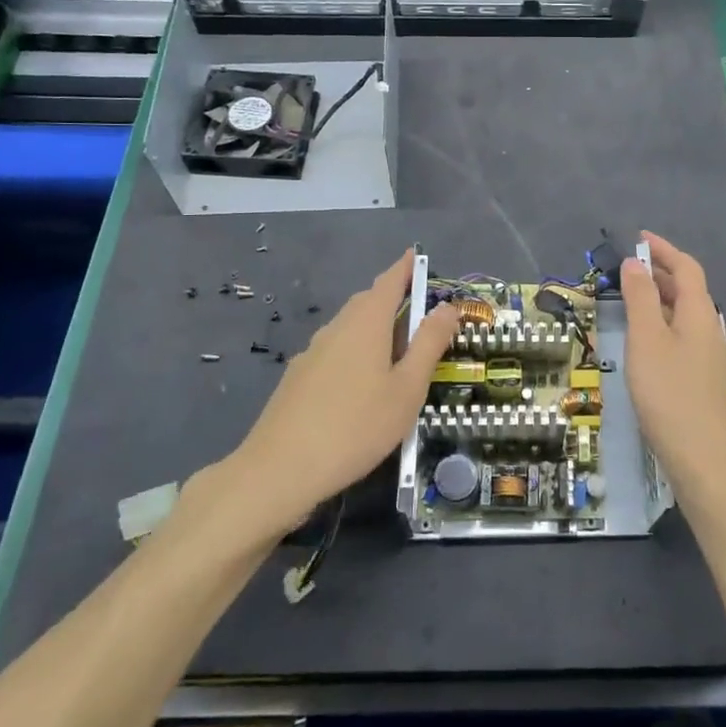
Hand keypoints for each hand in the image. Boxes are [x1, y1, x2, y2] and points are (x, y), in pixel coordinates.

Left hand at [218, 249, 460, 533]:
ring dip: (374, 329)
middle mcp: (336, 328)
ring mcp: (312, 353)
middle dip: (392, 299)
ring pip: (349, 328)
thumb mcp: (407, 388)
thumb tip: (446, 307)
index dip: (405, 267)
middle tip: (419, 312)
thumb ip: (429, 344)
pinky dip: (355, 352)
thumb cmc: (356, 426)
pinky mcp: (298, 378)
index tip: (418, 256)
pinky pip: (334, 351)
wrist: (279, 470)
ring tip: (396, 351)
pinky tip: (361, 385)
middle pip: (367, 302)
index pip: (389, 281)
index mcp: (366, 323)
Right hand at [621, 230, 725, 514]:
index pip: (686, 268)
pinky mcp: (703, 381)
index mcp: (699, 313)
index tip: (638, 238)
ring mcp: (710, 357)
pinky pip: (681, 338)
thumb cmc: (670, 395)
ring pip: (683, 316)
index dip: (664, 249)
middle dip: (659, 273)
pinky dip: (661, 326)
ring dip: (658, 300)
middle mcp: (710, 329)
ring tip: (628, 301)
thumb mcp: (647, 340)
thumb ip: (640, 298)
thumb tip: (636, 263)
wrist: (706, 462)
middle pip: (687, 290)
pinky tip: (643, 344)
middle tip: (626, 269)